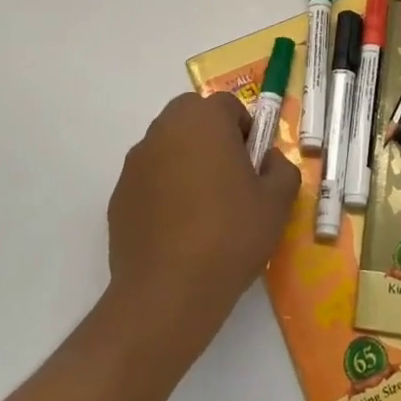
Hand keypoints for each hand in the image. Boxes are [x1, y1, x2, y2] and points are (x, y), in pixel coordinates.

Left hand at [106, 92, 299, 357]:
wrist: (167, 295)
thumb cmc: (229, 236)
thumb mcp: (277, 203)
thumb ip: (281, 169)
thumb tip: (268, 160)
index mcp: (203, 120)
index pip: (228, 106)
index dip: (246, 131)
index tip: (254, 167)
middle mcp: (164, 130)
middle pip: (193, 118)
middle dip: (213, 139)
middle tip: (231, 180)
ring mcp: (136, 163)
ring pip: (169, 147)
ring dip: (187, 162)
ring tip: (204, 210)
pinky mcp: (118, 195)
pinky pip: (150, 179)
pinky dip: (164, 191)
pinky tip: (178, 231)